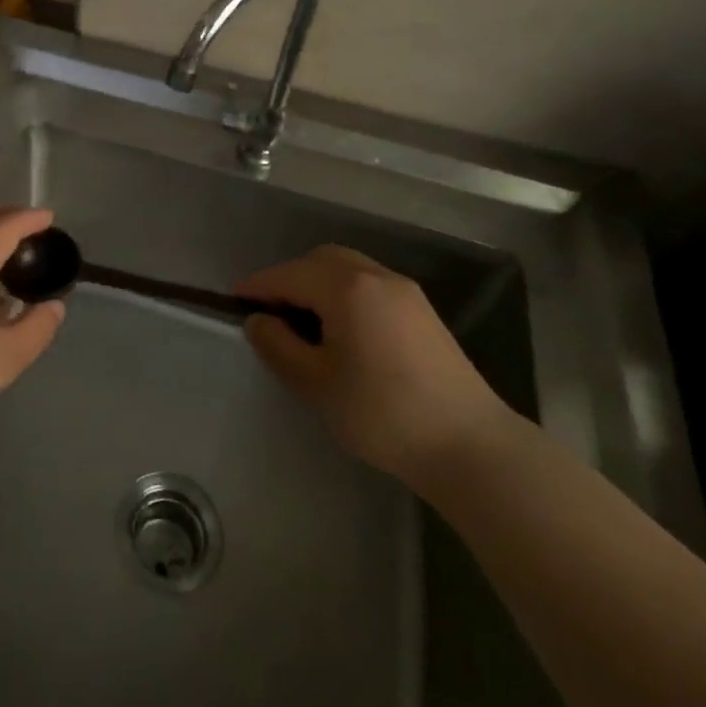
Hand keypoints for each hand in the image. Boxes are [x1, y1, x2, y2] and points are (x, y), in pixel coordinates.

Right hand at [240, 245, 515, 490]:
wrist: (469, 446)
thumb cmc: (382, 413)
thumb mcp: (316, 383)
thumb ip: (278, 346)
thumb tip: (258, 320)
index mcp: (346, 287)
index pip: (289, 275)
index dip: (258, 286)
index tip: (235, 302)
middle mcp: (376, 276)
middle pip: (320, 260)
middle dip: (290, 278)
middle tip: (271, 312)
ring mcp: (404, 291)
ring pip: (348, 269)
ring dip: (319, 284)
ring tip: (304, 323)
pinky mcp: (422, 311)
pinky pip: (370, 285)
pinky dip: (345, 294)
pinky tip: (342, 330)